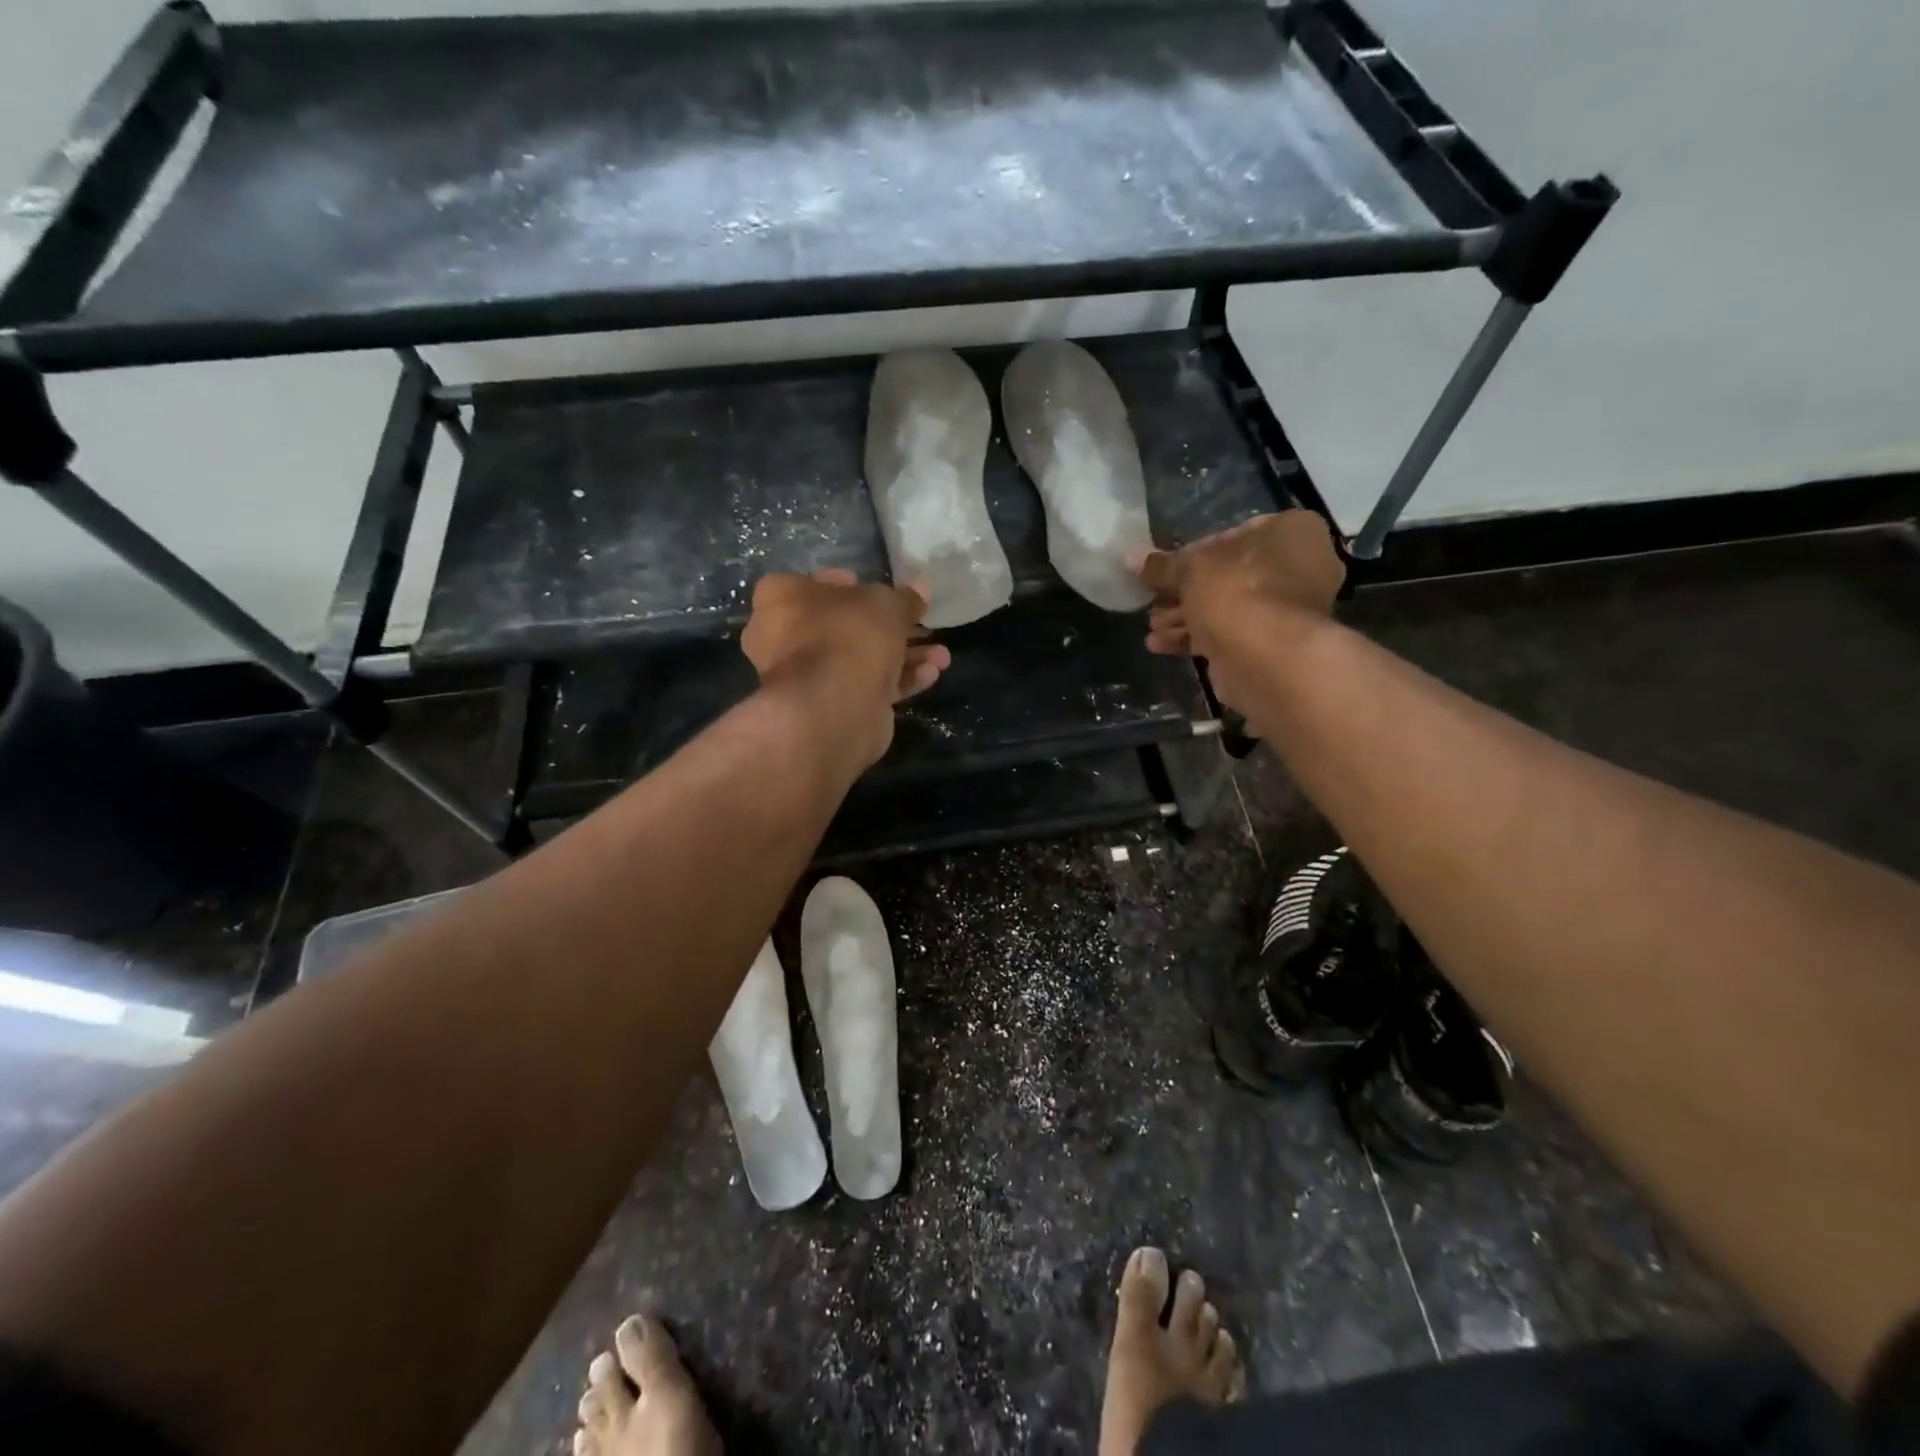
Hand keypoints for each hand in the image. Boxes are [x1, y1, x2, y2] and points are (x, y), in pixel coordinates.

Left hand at [741, 568, 950, 767]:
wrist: (833, 708)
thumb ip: (906, 598)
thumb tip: (921, 591)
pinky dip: (898, 680)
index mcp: (782, 599)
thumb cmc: (848, 636)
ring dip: (905, 656)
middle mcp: (785, 637)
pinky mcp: (830, 708)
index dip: (849, 585)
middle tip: (923, 626)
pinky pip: (867, 687)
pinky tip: (929, 676)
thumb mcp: (886, 604)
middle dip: (891, 628)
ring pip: (861, 659)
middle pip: (845, 625)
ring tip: (941, 657)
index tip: (879, 589)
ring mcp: (807, 677)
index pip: (814, 583)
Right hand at [1138, 511, 1344, 712]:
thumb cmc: (1235, 590)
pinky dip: (1197, 638)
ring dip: (1185, 618)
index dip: (1195, 552)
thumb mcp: (1189, 568)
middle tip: (1155, 603)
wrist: (1265, 657)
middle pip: (1229, 575)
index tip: (1168, 570)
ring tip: (1154, 628)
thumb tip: (1131, 557)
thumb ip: (1161, 565)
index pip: (1235, 533)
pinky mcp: (1274, 645)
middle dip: (1185, 593)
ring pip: (1227, 607)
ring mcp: (1290, 610)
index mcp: (1292, 531)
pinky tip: (1162, 645)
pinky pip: (1231, 634)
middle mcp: (1300, 566)